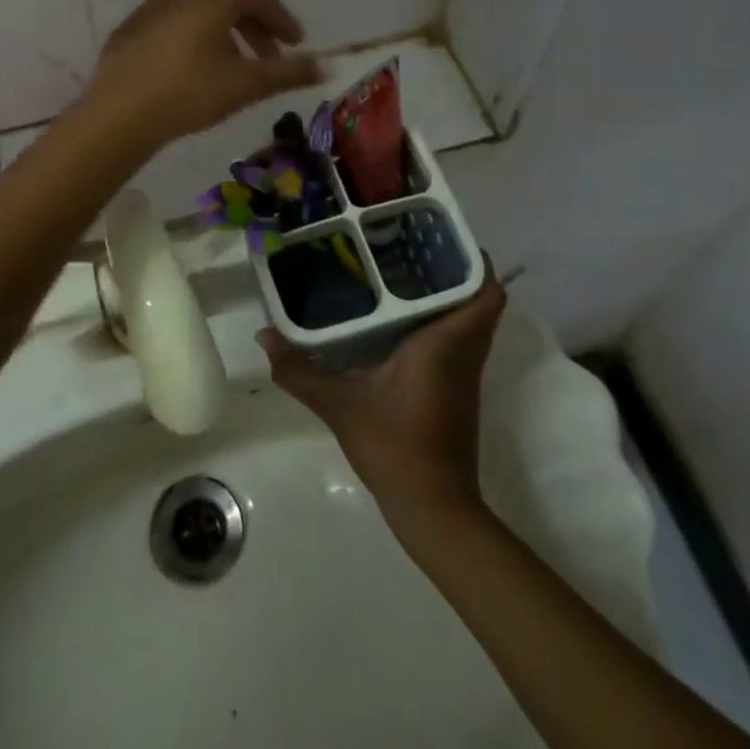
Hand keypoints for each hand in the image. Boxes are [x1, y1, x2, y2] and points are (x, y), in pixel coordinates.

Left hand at [83, 0, 322, 146]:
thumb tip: (329, 66)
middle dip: (256, 25)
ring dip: (227, 31)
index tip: (297, 42)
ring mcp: (153, 6)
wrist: (118, 113)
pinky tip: (196, 65)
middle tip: (271, 55)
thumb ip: (289, 72)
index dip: (282, 19)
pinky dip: (197, 35)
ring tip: (236, 63)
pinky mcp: (132, 27)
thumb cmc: (189, 92)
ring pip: (201, 9)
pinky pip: (176, 21)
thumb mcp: (246, 84)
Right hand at [260, 271, 506, 524]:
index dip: (473, 261)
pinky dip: (442, 323)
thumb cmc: (394, 447)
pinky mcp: (458, 393)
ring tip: (405, 272)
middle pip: (479, 301)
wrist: (434, 511)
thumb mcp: (339, 406)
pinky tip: (402, 321)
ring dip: (450, 297)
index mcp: (444, 344)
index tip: (442, 237)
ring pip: (470, 322)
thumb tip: (264, 335)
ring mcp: (465, 376)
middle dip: (454, 271)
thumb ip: (299, 370)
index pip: (485, 294)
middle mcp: (463, 353)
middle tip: (413, 247)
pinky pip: (460, 342)